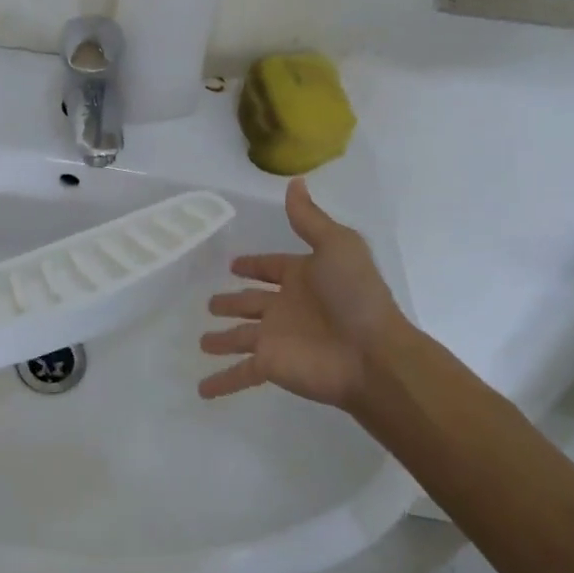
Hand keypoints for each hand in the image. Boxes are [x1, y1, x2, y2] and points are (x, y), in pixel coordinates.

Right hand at [198, 179, 408, 411]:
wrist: (372, 354)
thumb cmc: (355, 295)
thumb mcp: (336, 245)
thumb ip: (310, 219)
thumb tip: (294, 182)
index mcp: (302, 277)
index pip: (271, 268)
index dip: (254, 265)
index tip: (234, 264)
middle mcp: (287, 307)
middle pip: (252, 303)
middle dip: (232, 301)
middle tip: (210, 304)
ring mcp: (276, 338)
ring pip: (241, 337)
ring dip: (223, 340)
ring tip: (202, 341)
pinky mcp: (270, 365)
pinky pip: (239, 374)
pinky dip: (220, 382)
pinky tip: (201, 390)